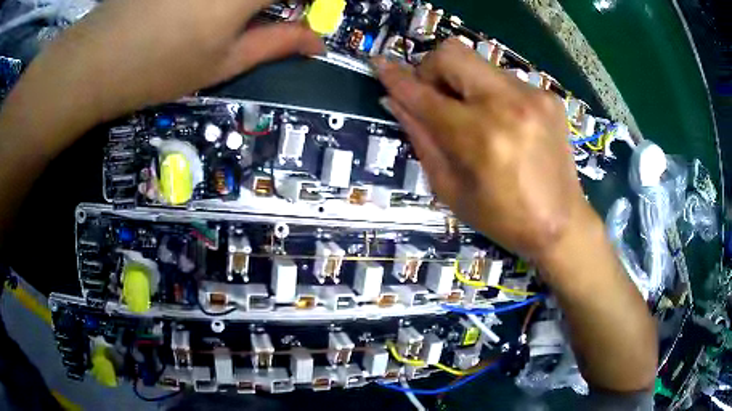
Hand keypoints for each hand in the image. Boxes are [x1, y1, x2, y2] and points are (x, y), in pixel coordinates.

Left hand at [35, 0, 322, 124]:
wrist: (97, 59)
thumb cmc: (160, 67)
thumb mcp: (223, 63)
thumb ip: (277, 44)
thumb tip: (317, 44)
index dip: (312, 3)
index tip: (306, 13)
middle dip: (273, 4)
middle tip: (267, 16)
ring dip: (246, 5)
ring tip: (230, 18)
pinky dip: (217, 2)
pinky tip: (202, 10)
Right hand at [374, 39, 587, 263]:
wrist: (561, 223)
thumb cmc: (502, 218)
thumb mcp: (450, 188)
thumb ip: (421, 138)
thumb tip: (396, 101)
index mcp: (480, 137)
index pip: (424, 94)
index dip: (397, 79)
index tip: (379, 65)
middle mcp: (507, 104)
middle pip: (452, 53)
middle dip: (432, 70)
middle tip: (436, 98)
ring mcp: (533, 96)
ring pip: (478, 63)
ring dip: (463, 83)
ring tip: (473, 116)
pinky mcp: (549, 96)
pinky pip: (503, 78)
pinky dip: (490, 92)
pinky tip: (502, 121)